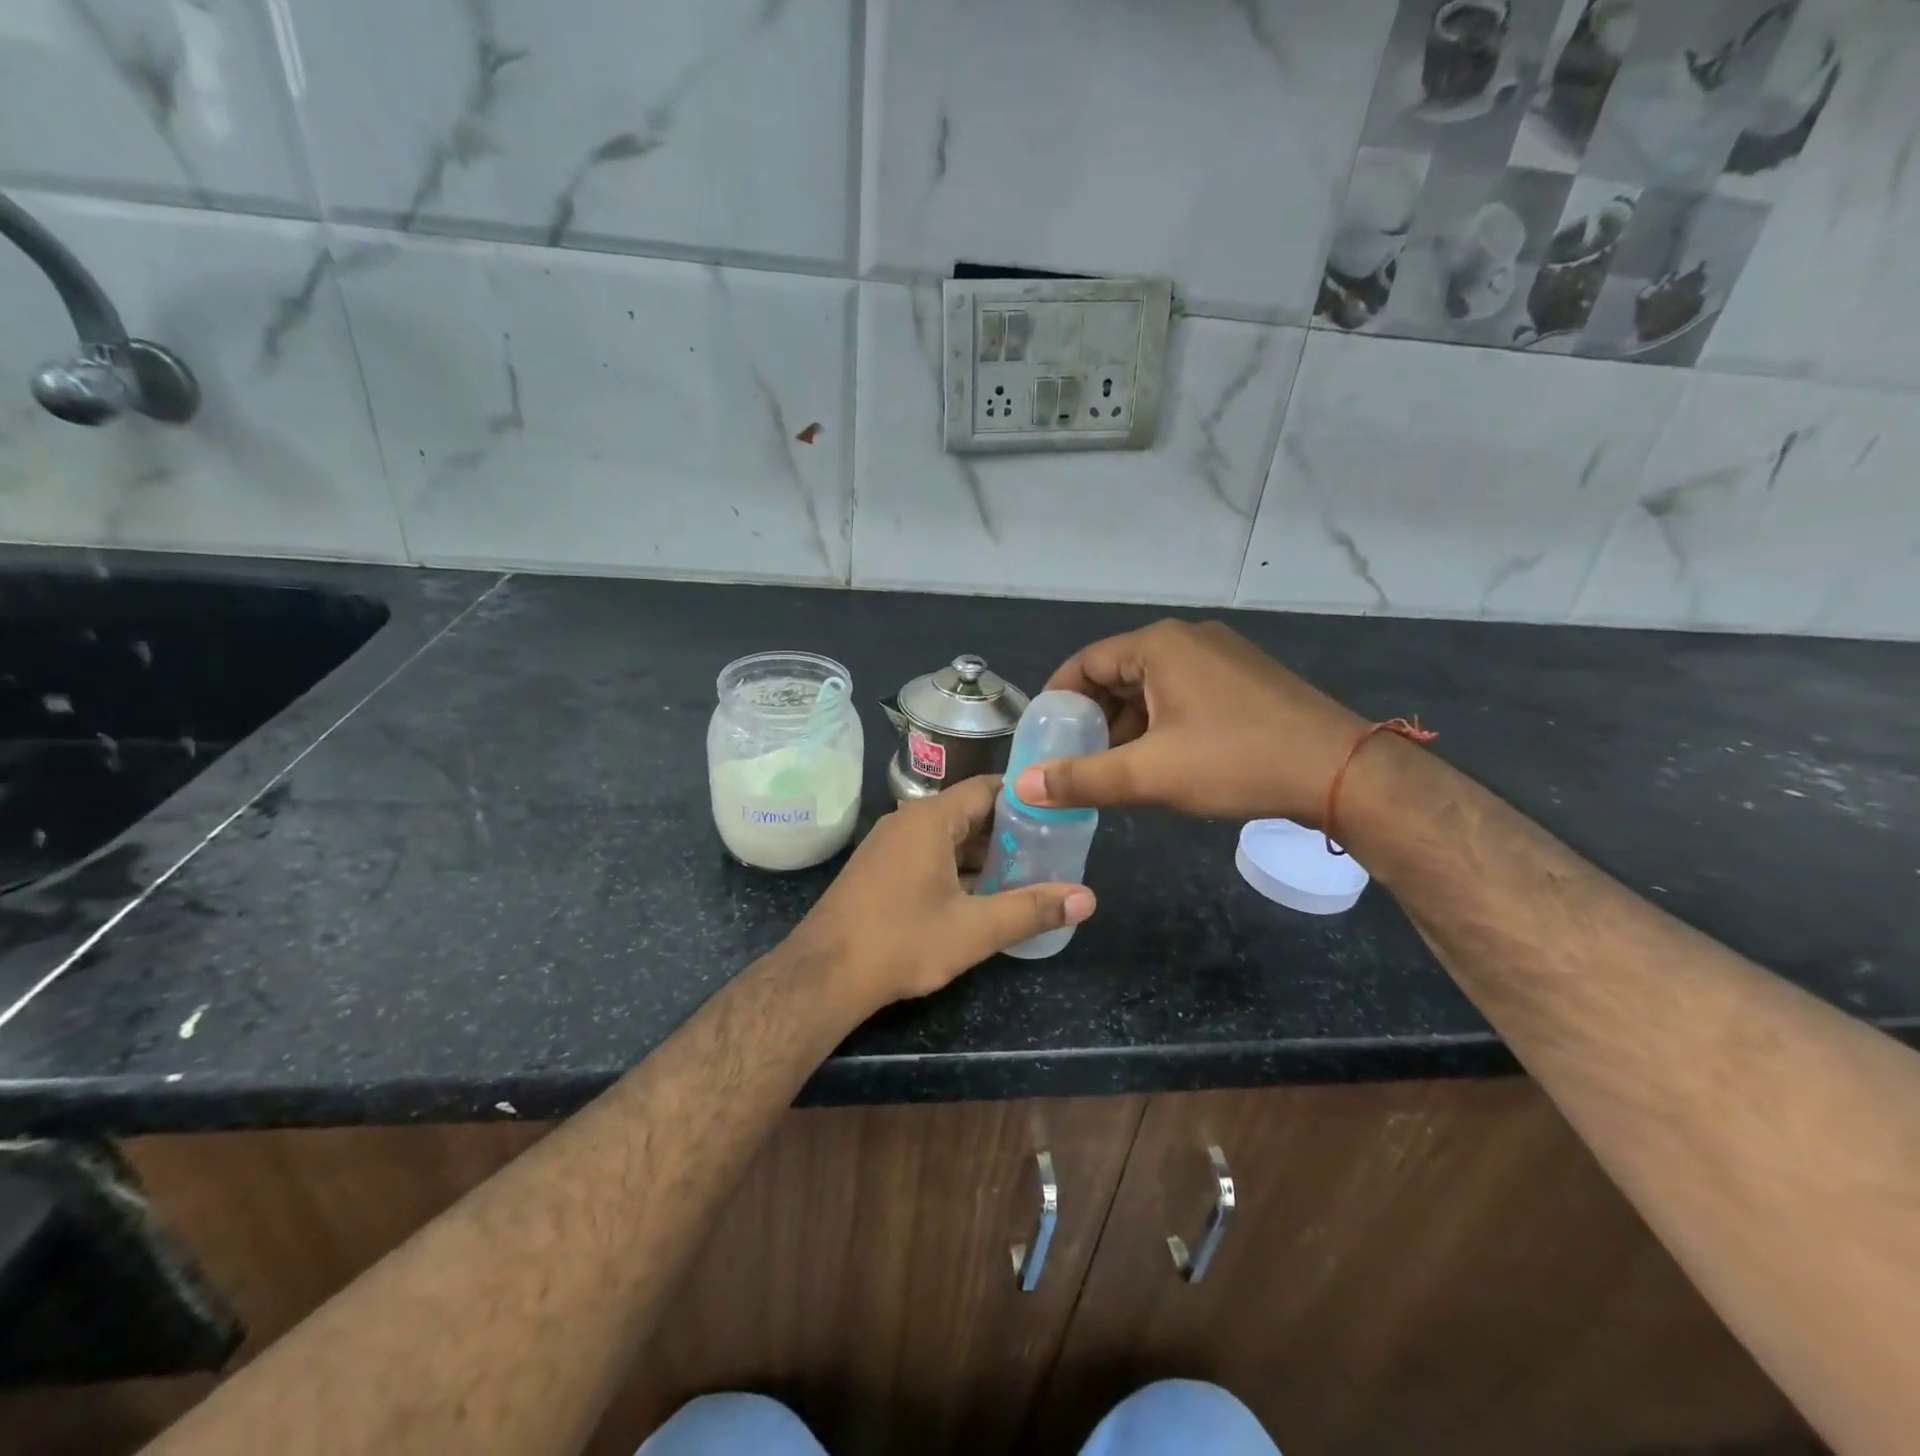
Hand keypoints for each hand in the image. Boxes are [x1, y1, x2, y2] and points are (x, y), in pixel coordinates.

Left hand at [793, 776, 1095, 1010]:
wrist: (823, 975)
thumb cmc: (902, 942)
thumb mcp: (974, 930)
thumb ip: (1032, 910)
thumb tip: (1088, 898)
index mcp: (931, 819)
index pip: (987, 788)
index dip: (1024, 799)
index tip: (1057, 815)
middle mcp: (907, 820)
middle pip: (968, 813)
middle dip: (1007, 832)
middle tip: (1048, 851)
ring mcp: (887, 844)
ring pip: (946, 837)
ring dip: (982, 854)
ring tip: (1022, 875)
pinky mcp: (877, 868)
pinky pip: (926, 854)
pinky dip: (955, 867)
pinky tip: (977, 896)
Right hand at [1013, 619, 1368, 823]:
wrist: (1341, 772)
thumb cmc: (1236, 762)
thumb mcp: (1149, 774)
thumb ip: (1082, 779)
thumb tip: (1024, 786)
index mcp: (1160, 645)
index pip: (1085, 663)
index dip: (1058, 700)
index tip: (1044, 738)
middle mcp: (1189, 638)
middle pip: (1118, 673)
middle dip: (1094, 718)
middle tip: (1078, 759)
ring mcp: (1222, 655)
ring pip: (1152, 686)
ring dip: (1128, 724)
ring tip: (1118, 768)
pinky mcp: (1245, 678)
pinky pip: (1184, 693)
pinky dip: (1161, 722)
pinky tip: (1164, 760)